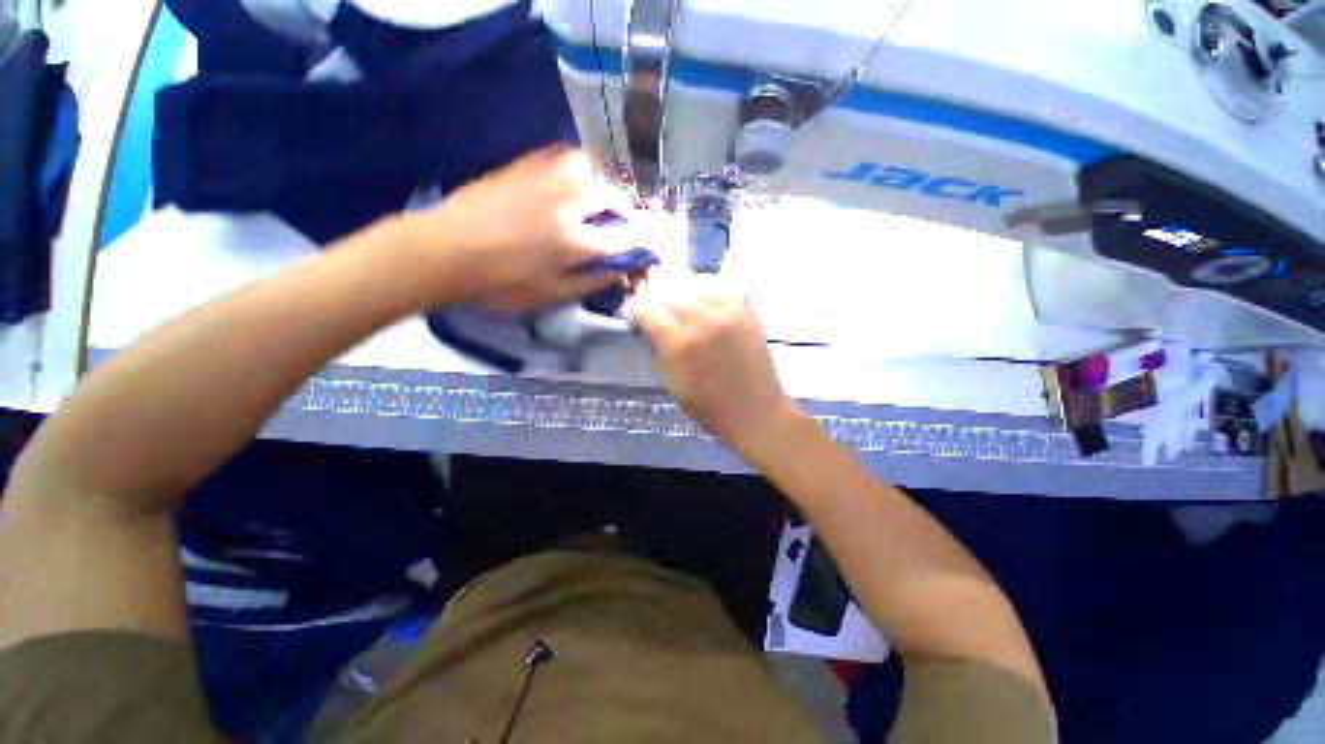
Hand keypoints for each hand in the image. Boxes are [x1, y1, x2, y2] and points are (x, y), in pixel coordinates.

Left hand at [407, 146, 631, 311]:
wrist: (443, 250)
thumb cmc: (499, 283)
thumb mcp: (550, 294)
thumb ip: (590, 282)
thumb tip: (620, 273)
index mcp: (573, 241)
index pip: (620, 239)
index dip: (635, 244)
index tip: (640, 249)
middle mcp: (565, 202)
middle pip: (610, 194)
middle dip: (623, 208)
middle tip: (619, 222)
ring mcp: (543, 178)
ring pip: (588, 166)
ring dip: (602, 182)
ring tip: (597, 199)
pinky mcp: (523, 166)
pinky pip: (561, 155)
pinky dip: (576, 167)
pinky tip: (572, 182)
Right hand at [630, 275, 801, 457]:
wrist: (754, 411)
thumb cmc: (707, 406)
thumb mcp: (671, 381)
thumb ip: (658, 347)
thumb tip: (650, 324)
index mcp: (680, 343)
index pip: (648, 310)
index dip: (637, 306)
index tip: (634, 306)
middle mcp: (702, 320)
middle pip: (669, 292)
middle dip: (653, 291)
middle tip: (646, 287)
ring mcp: (727, 312)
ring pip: (693, 286)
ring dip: (678, 289)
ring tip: (671, 290)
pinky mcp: (745, 311)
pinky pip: (719, 289)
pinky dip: (706, 292)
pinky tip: (702, 300)